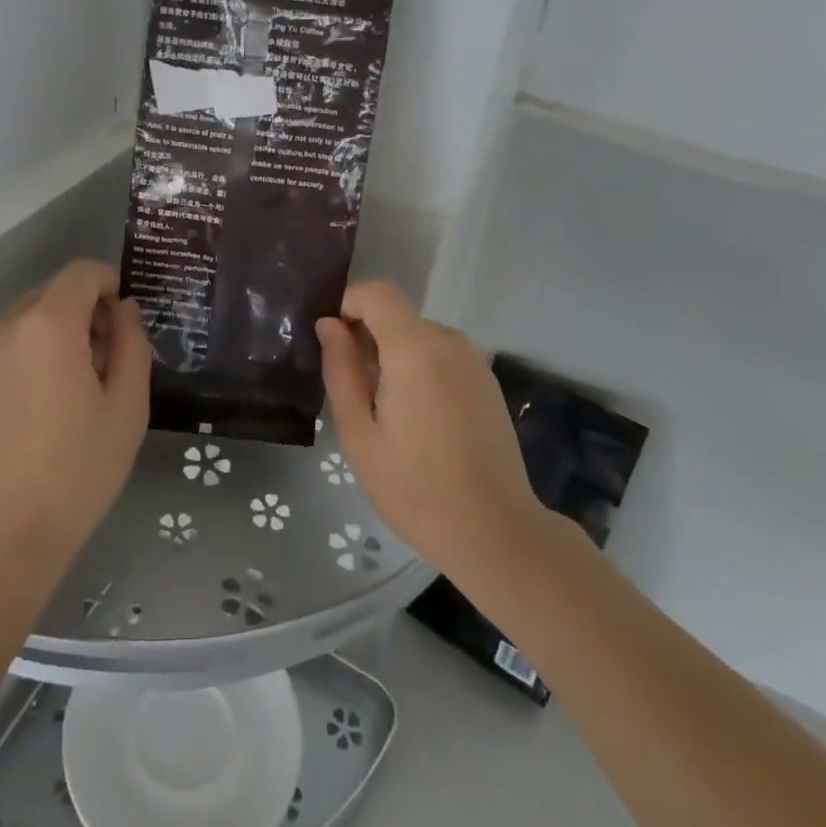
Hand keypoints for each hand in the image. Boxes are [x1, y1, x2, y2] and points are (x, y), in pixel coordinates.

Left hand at [0, 260, 150, 587]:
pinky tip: (42, 408)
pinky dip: (32, 355)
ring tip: (75, 391)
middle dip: (87, 313)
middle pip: (55, 293)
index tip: (128, 322)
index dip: (112, 284)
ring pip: (30, 320)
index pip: (83, 272)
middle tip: (108, 364)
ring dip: (59, 335)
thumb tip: (124, 310)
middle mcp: (5, 325)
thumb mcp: (126, 407)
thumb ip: (132, 344)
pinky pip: (7, 346)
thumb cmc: (74, 472)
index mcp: (47, 323)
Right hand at [318, 281, 543, 582]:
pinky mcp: (486, 381)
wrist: (496, 533)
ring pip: (418, 336)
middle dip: (367, 338)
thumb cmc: (415, 488)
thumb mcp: (360, 433)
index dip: (347, 304)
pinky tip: (417, 420)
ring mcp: (473, 360)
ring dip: (393, 356)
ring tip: (385, 413)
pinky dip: (419, 369)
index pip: (376, 293)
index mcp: (415, 348)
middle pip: (396, 315)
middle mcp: (449, 340)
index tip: (330, 342)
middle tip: (352, 392)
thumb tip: (329, 325)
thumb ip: (341, 370)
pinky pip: (440, 356)